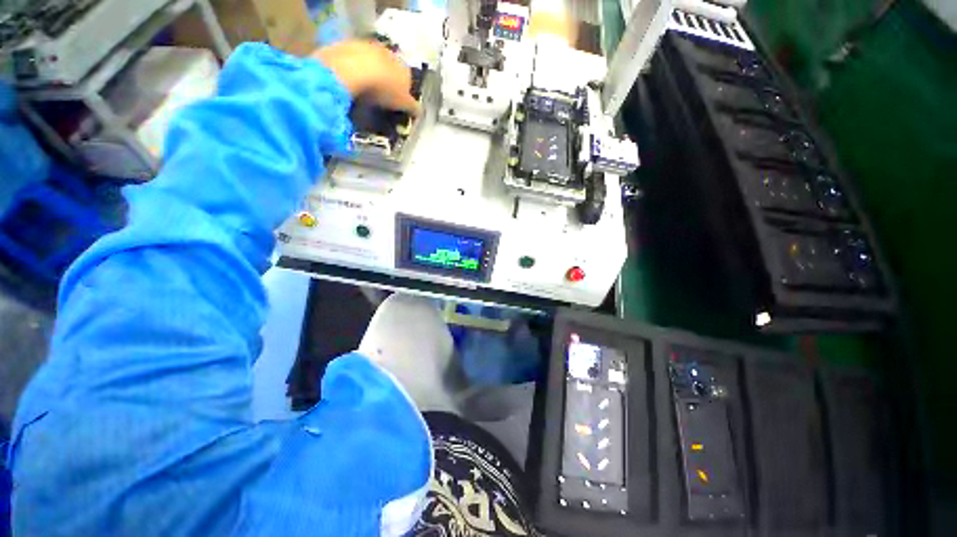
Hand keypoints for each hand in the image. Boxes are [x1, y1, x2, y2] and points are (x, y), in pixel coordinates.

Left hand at [312, 40, 418, 113]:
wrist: (355, 69)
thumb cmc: (385, 89)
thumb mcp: (404, 104)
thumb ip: (413, 108)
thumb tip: (419, 112)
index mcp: (406, 69)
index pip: (409, 83)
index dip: (404, 95)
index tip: (398, 106)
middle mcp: (391, 55)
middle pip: (392, 71)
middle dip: (389, 82)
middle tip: (382, 99)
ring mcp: (371, 47)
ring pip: (375, 64)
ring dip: (373, 75)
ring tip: (366, 92)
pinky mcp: (351, 45)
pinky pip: (357, 61)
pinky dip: (357, 71)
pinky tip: (354, 82)